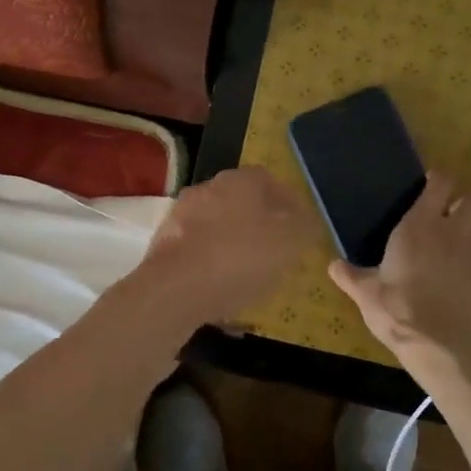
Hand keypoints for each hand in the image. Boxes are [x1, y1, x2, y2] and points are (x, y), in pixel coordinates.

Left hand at [134, 167, 312, 326]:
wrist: (174, 289)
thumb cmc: (239, 258)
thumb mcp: (289, 243)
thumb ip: (304, 227)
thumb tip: (307, 220)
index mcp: (238, 181)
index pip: (268, 180)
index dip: (287, 202)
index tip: (300, 226)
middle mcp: (206, 189)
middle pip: (240, 201)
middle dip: (259, 223)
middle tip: (277, 250)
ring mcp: (180, 215)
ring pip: (217, 226)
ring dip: (234, 244)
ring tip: (251, 275)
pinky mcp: (163, 244)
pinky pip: (198, 250)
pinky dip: (211, 264)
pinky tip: (223, 290)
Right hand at [328, 173, 470, 357]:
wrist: (443, 348)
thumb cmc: (399, 312)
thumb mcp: (366, 294)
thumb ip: (350, 275)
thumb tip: (332, 265)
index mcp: (420, 226)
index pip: (440, 182)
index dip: (438, 180)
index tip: (433, 186)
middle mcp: (456, 231)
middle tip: (462, 212)